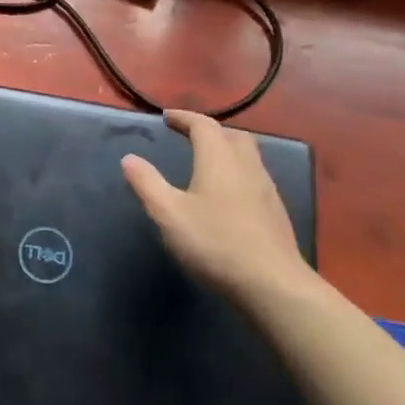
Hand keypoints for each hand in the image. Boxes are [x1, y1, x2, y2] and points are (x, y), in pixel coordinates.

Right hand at [121, 110, 313, 309]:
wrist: (273, 286)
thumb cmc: (216, 243)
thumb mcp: (169, 214)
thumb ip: (147, 183)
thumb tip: (129, 158)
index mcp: (219, 159)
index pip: (203, 125)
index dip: (184, 118)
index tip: (167, 117)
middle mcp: (246, 166)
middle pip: (231, 135)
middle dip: (209, 131)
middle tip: (188, 136)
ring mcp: (266, 189)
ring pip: (248, 156)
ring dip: (226, 151)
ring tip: (207, 163)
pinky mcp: (276, 213)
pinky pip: (255, 178)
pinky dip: (238, 173)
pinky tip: (228, 196)